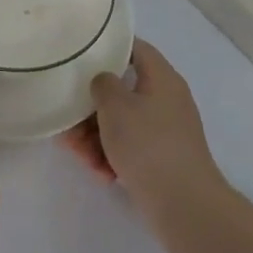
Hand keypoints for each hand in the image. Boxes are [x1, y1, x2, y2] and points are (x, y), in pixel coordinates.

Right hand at [60, 39, 222, 217]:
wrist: (184, 205)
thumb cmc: (148, 144)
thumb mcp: (115, 105)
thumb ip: (102, 83)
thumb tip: (104, 81)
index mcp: (162, 78)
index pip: (135, 48)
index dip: (108, 47)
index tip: (80, 55)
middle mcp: (166, 100)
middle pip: (122, 91)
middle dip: (91, 107)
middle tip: (68, 120)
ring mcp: (165, 131)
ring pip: (122, 123)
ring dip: (96, 136)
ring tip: (79, 154)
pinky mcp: (162, 159)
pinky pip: (130, 148)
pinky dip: (112, 155)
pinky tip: (100, 172)